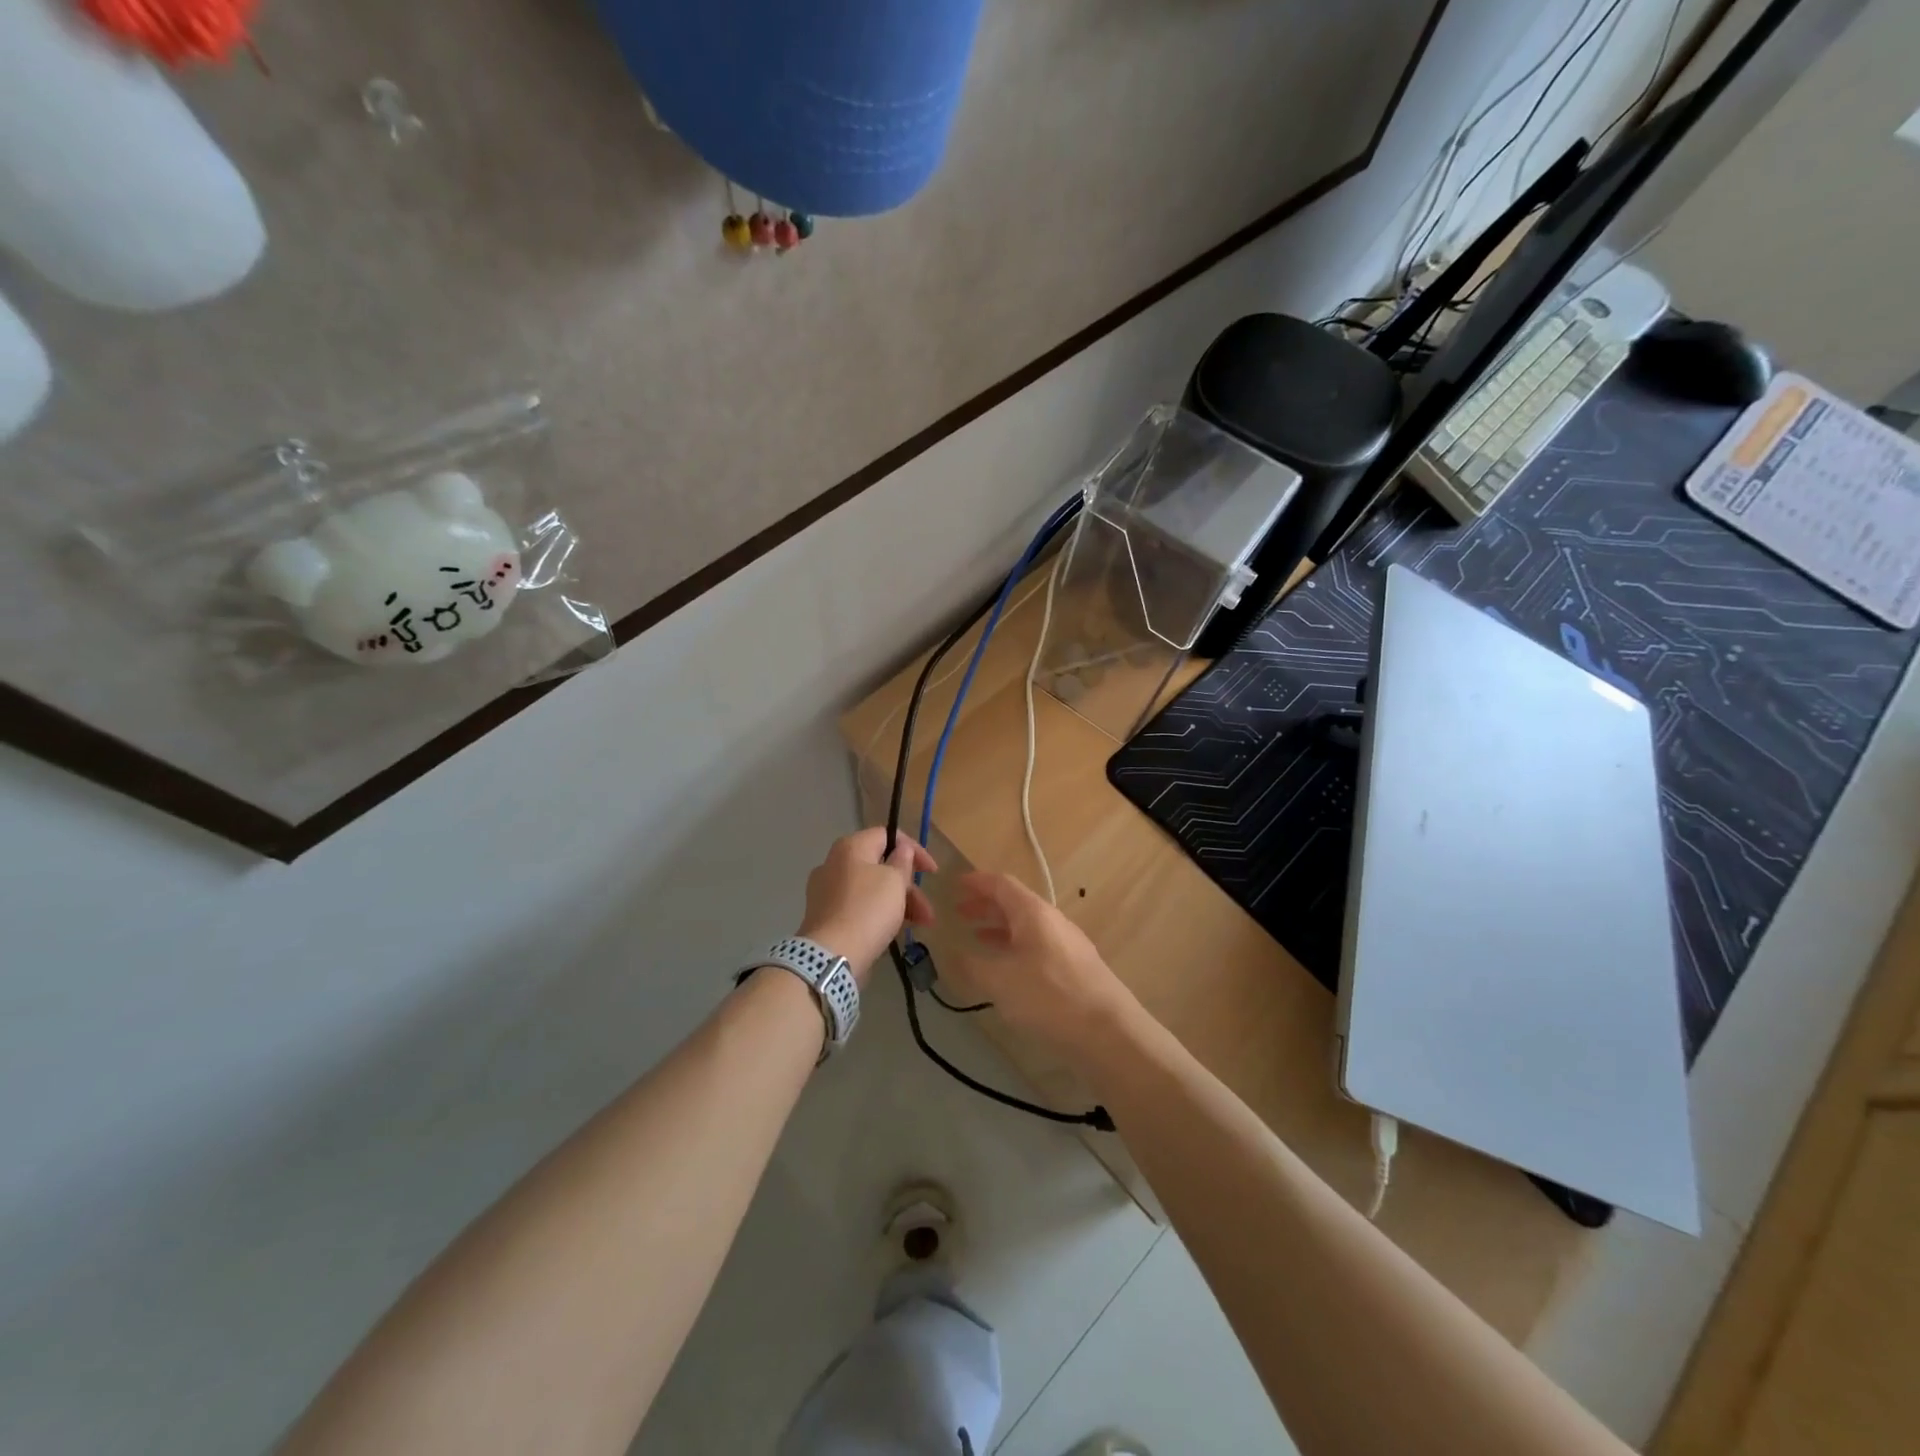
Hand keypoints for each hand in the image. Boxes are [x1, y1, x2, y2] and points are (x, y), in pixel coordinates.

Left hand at [797, 828, 936, 983]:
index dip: (914, 849)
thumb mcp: (895, 881)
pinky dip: (879, 913)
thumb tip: (902, 849)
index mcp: (851, 847)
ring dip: (899, 902)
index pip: (887, 835)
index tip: (932, 872)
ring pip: (871, 888)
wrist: (831, 956)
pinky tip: (894, 931)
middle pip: (880, 865)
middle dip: (909, 886)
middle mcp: (834, 863)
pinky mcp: (826, 915)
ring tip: (920, 925)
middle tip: (927, 909)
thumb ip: (902, 861)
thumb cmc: (868, 910)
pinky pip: (859, 906)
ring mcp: (826, 890)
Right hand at [945, 871, 1136, 1056]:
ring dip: (1000, 929)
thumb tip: (952, 952)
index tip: (956, 884)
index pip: (1001, 884)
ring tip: (977, 939)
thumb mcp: (999, 981)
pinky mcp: (1076, 968)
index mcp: (1033, 912)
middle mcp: (1052, 920)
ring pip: (1028, 926)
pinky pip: (1038, 946)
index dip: (977, 882)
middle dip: (986, 906)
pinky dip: (1016, 948)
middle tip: (960, 913)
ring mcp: (1068, 944)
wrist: (1108, 1031)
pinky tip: (1008, 969)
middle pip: (1015, 903)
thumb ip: (971, 965)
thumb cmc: (1047, 996)